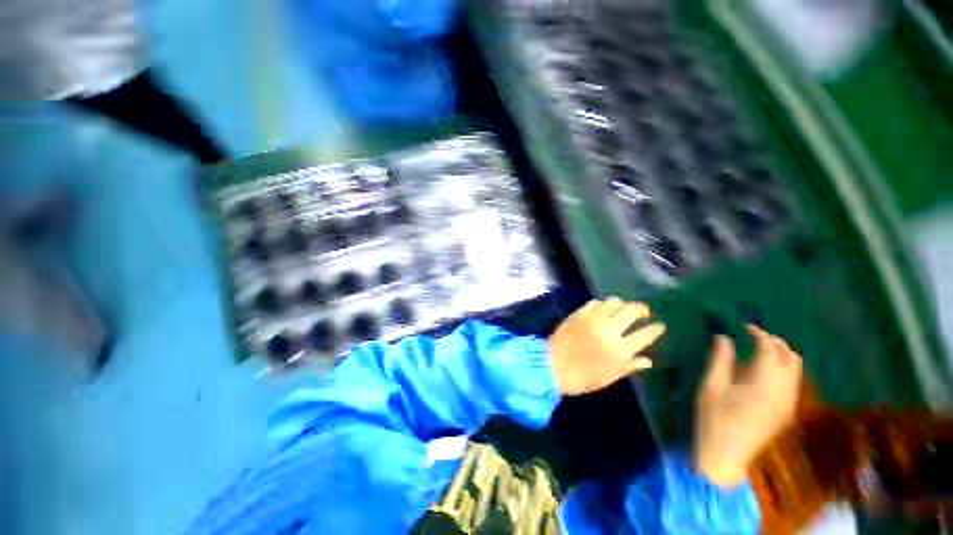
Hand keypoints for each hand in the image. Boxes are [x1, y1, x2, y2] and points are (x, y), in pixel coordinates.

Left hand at [548, 297, 665, 395]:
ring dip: (622, 304)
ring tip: (622, 309)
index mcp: (620, 349)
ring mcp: (592, 318)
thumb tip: (648, 360)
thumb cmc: (582, 377)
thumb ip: (630, 366)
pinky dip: (602, 304)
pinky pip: (594, 302)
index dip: (656, 329)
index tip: (660, 325)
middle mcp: (609, 330)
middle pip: (631, 311)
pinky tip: (603, 309)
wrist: (552, 365)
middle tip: (644, 312)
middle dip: (642, 309)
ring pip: (613, 302)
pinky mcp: (579, 313)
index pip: (645, 335)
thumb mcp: (609, 377)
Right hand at [695, 326, 802, 487]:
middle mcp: (782, 393)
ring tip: (758, 349)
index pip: (770, 351)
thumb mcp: (710, 388)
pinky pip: (792, 382)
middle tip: (754, 335)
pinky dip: (782, 369)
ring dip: (781, 355)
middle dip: (776, 342)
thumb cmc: (713, 420)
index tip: (744, 326)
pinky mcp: (786, 411)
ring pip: (795, 370)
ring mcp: (787, 404)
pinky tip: (762, 370)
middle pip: (791, 359)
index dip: (759, 335)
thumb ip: (720, 361)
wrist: (726, 456)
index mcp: (761, 386)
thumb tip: (724, 338)